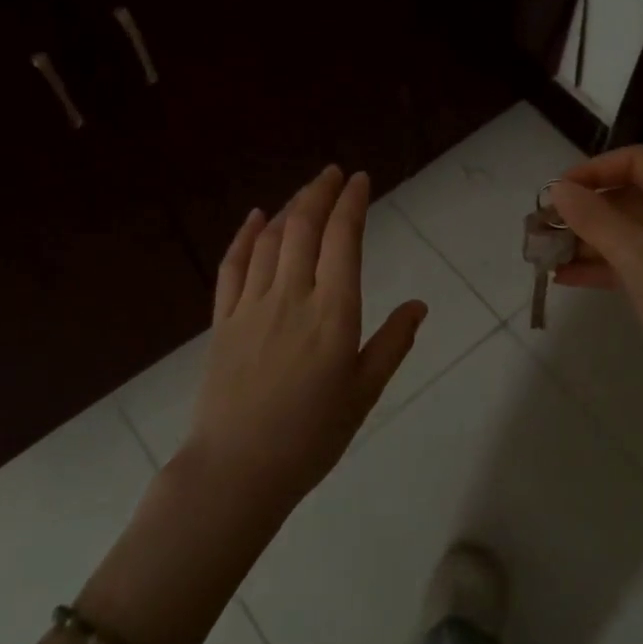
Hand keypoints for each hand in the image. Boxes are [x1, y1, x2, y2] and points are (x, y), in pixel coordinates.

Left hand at [181, 166, 425, 515]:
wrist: (237, 470)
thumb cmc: (311, 437)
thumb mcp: (364, 394)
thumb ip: (392, 344)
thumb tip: (419, 305)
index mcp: (333, 313)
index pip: (344, 240)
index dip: (352, 203)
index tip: (360, 179)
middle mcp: (292, 296)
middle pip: (305, 227)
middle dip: (320, 192)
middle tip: (333, 173)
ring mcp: (252, 306)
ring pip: (271, 240)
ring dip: (290, 208)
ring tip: (306, 193)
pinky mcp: (223, 320)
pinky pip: (233, 266)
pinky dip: (245, 236)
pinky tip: (256, 218)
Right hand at [550, 145, 642, 407]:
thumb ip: (597, 220)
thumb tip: (558, 188)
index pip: (636, 162)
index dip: (593, 170)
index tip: (554, 193)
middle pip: (628, 197)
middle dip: (583, 211)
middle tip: (540, 229)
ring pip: (626, 232)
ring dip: (585, 241)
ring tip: (543, 255)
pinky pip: (632, 262)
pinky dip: (601, 267)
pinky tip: (564, 277)